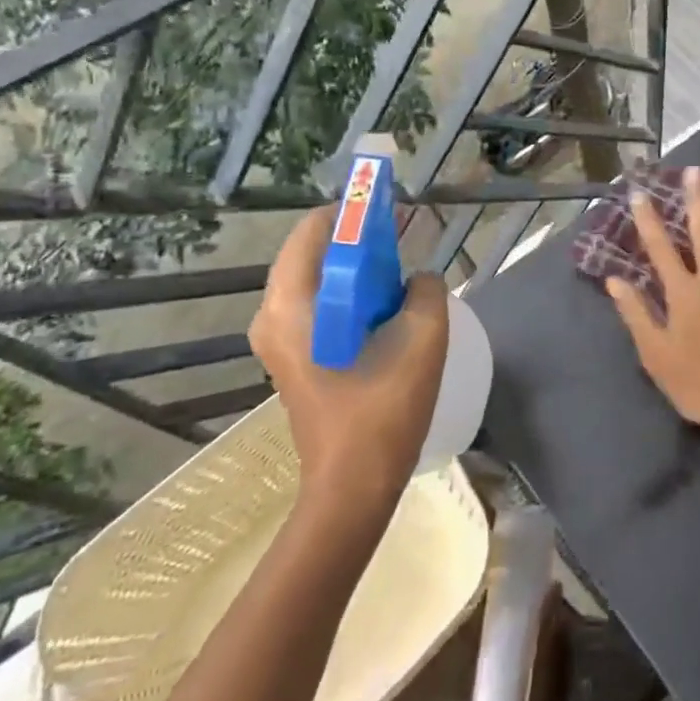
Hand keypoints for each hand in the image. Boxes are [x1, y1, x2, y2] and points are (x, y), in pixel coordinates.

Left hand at [248, 207, 449, 504]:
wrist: (353, 487)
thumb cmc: (382, 411)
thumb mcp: (422, 340)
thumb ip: (426, 291)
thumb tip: (418, 280)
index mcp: (291, 304)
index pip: (315, 230)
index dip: (355, 213)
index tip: (392, 213)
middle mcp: (273, 316)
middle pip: (315, 254)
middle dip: (358, 242)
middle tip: (401, 242)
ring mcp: (278, 341)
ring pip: (319, 282)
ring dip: (357, 271)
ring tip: (399, 275)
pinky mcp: (293, 359)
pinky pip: (320, 308)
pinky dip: (350, 297)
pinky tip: (386, 311)